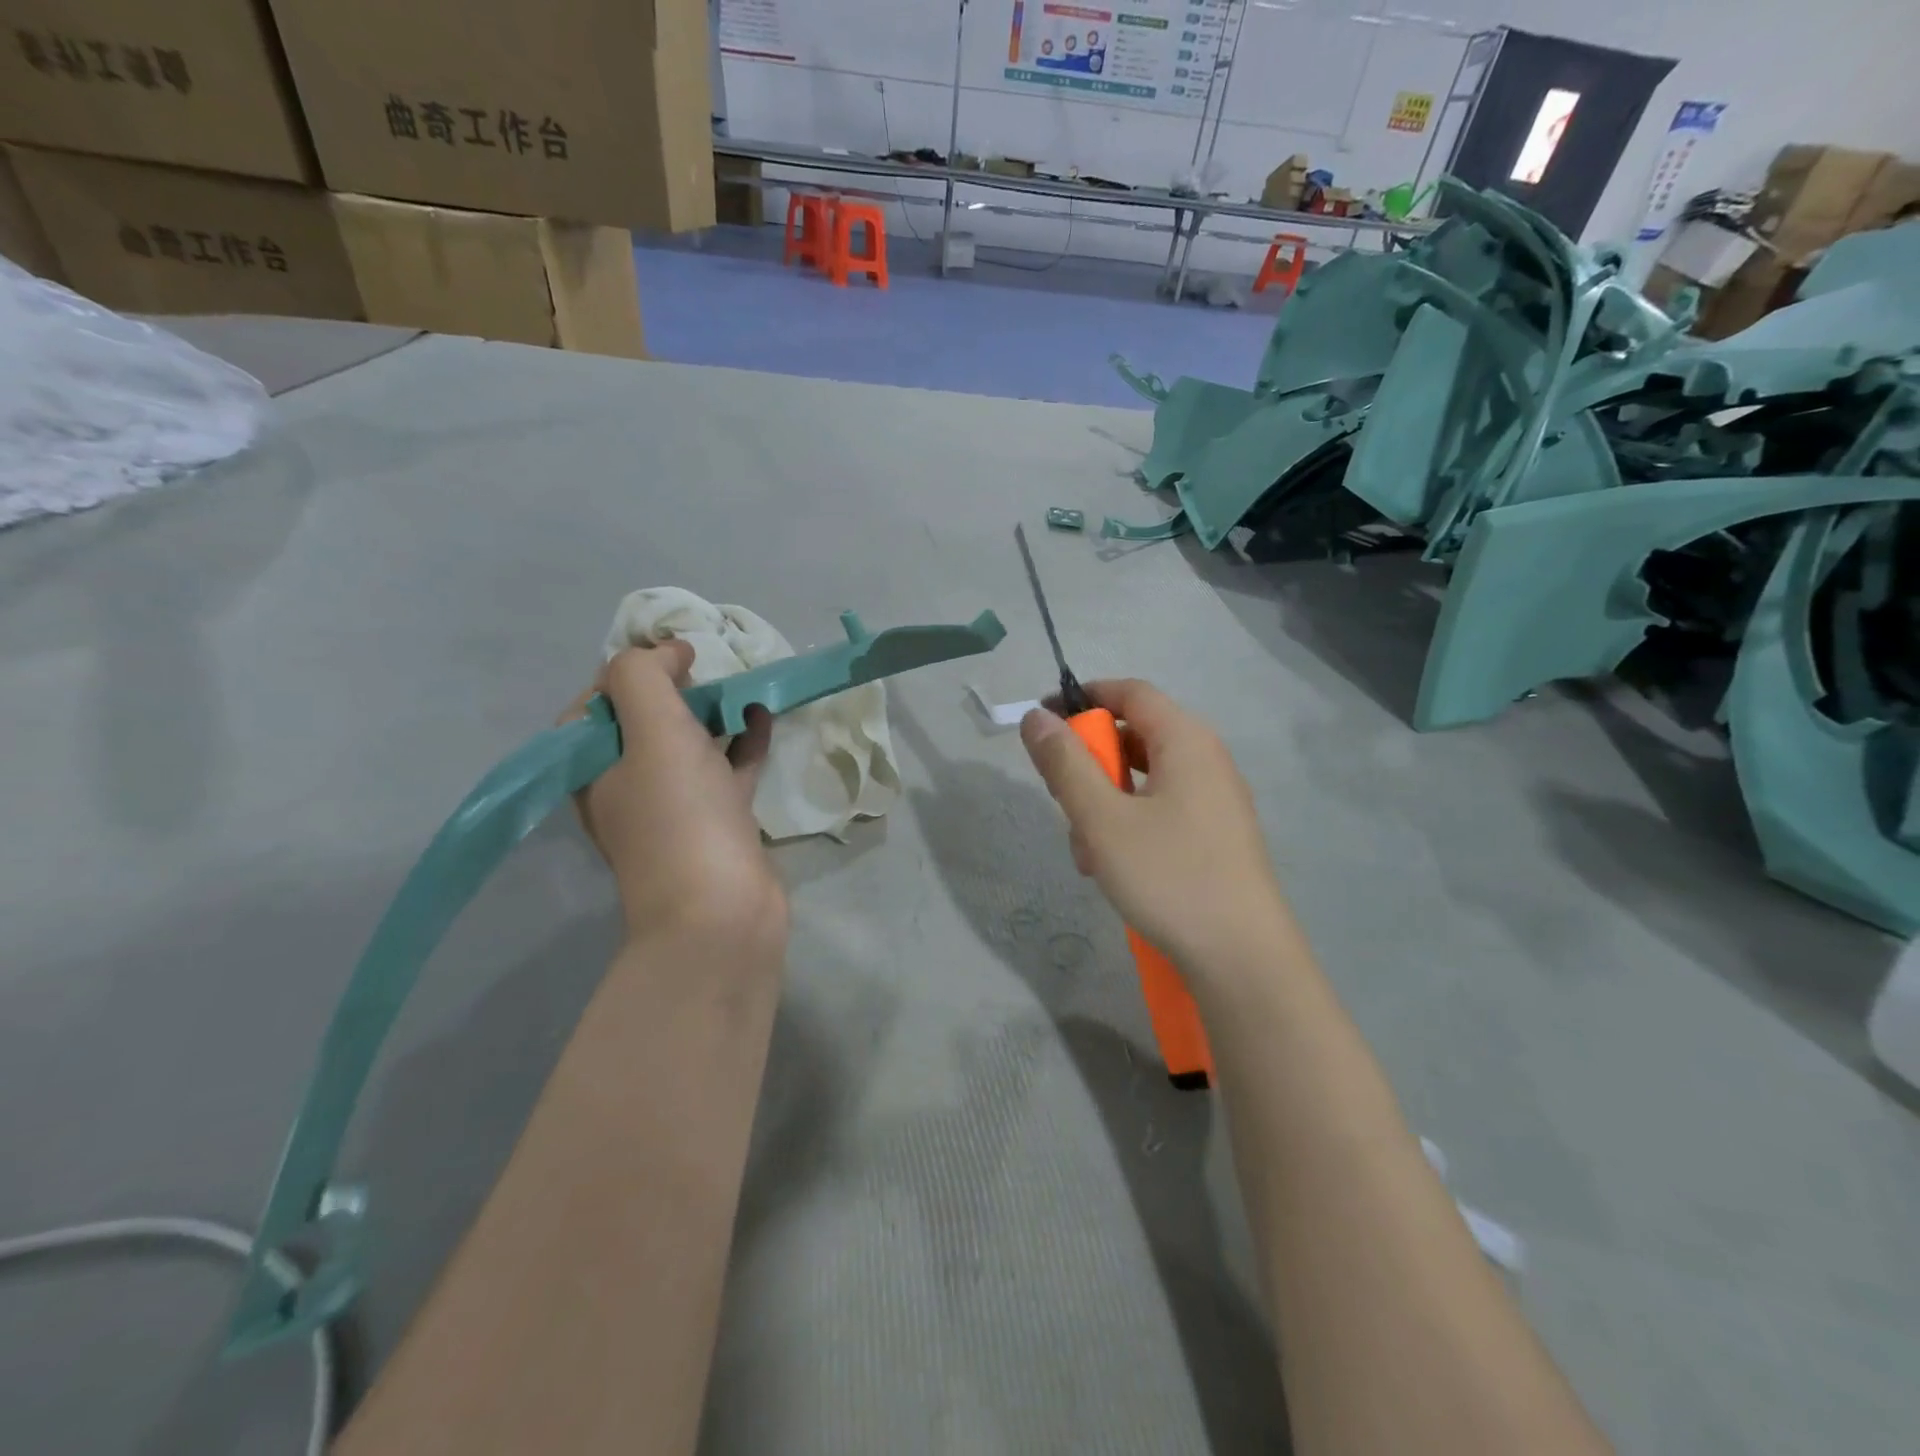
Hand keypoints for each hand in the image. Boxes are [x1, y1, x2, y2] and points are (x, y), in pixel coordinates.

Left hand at [563, 641, 786, 964]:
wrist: (721, 913)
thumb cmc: (680, 817)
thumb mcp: (653, 732)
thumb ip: (645, 676)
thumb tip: (668, 652)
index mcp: (592, 767)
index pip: (596, 702)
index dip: (632, 671)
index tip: (677, 658)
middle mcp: (624, 786)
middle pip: (643, 721)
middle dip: (676, 688)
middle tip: (711, 668)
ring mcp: (672, 808)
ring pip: (687, 746)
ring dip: (712, 713)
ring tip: (742, 684)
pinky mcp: (716, 823)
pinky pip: (725, 771)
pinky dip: (742, 743)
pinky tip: (764, 718)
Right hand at [1020, 679, 1291, 976]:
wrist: (1241, 958)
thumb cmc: (1168, 876)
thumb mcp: (1102, 819)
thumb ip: (1065, 764)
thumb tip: (1037, 718)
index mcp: (1186, 741)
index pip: (1130, 691)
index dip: (1083, 697)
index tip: (1042, 721)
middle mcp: (1206, 760)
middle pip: (1135, 736)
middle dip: (1090, 763)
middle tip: (1062, 800)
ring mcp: (1215, 800)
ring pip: (1143, 779)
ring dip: (1105, 802)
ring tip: (1087, 851)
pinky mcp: (1215, 835)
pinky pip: (1161, 809)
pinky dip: (1129, 824)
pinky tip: (1112, 868)